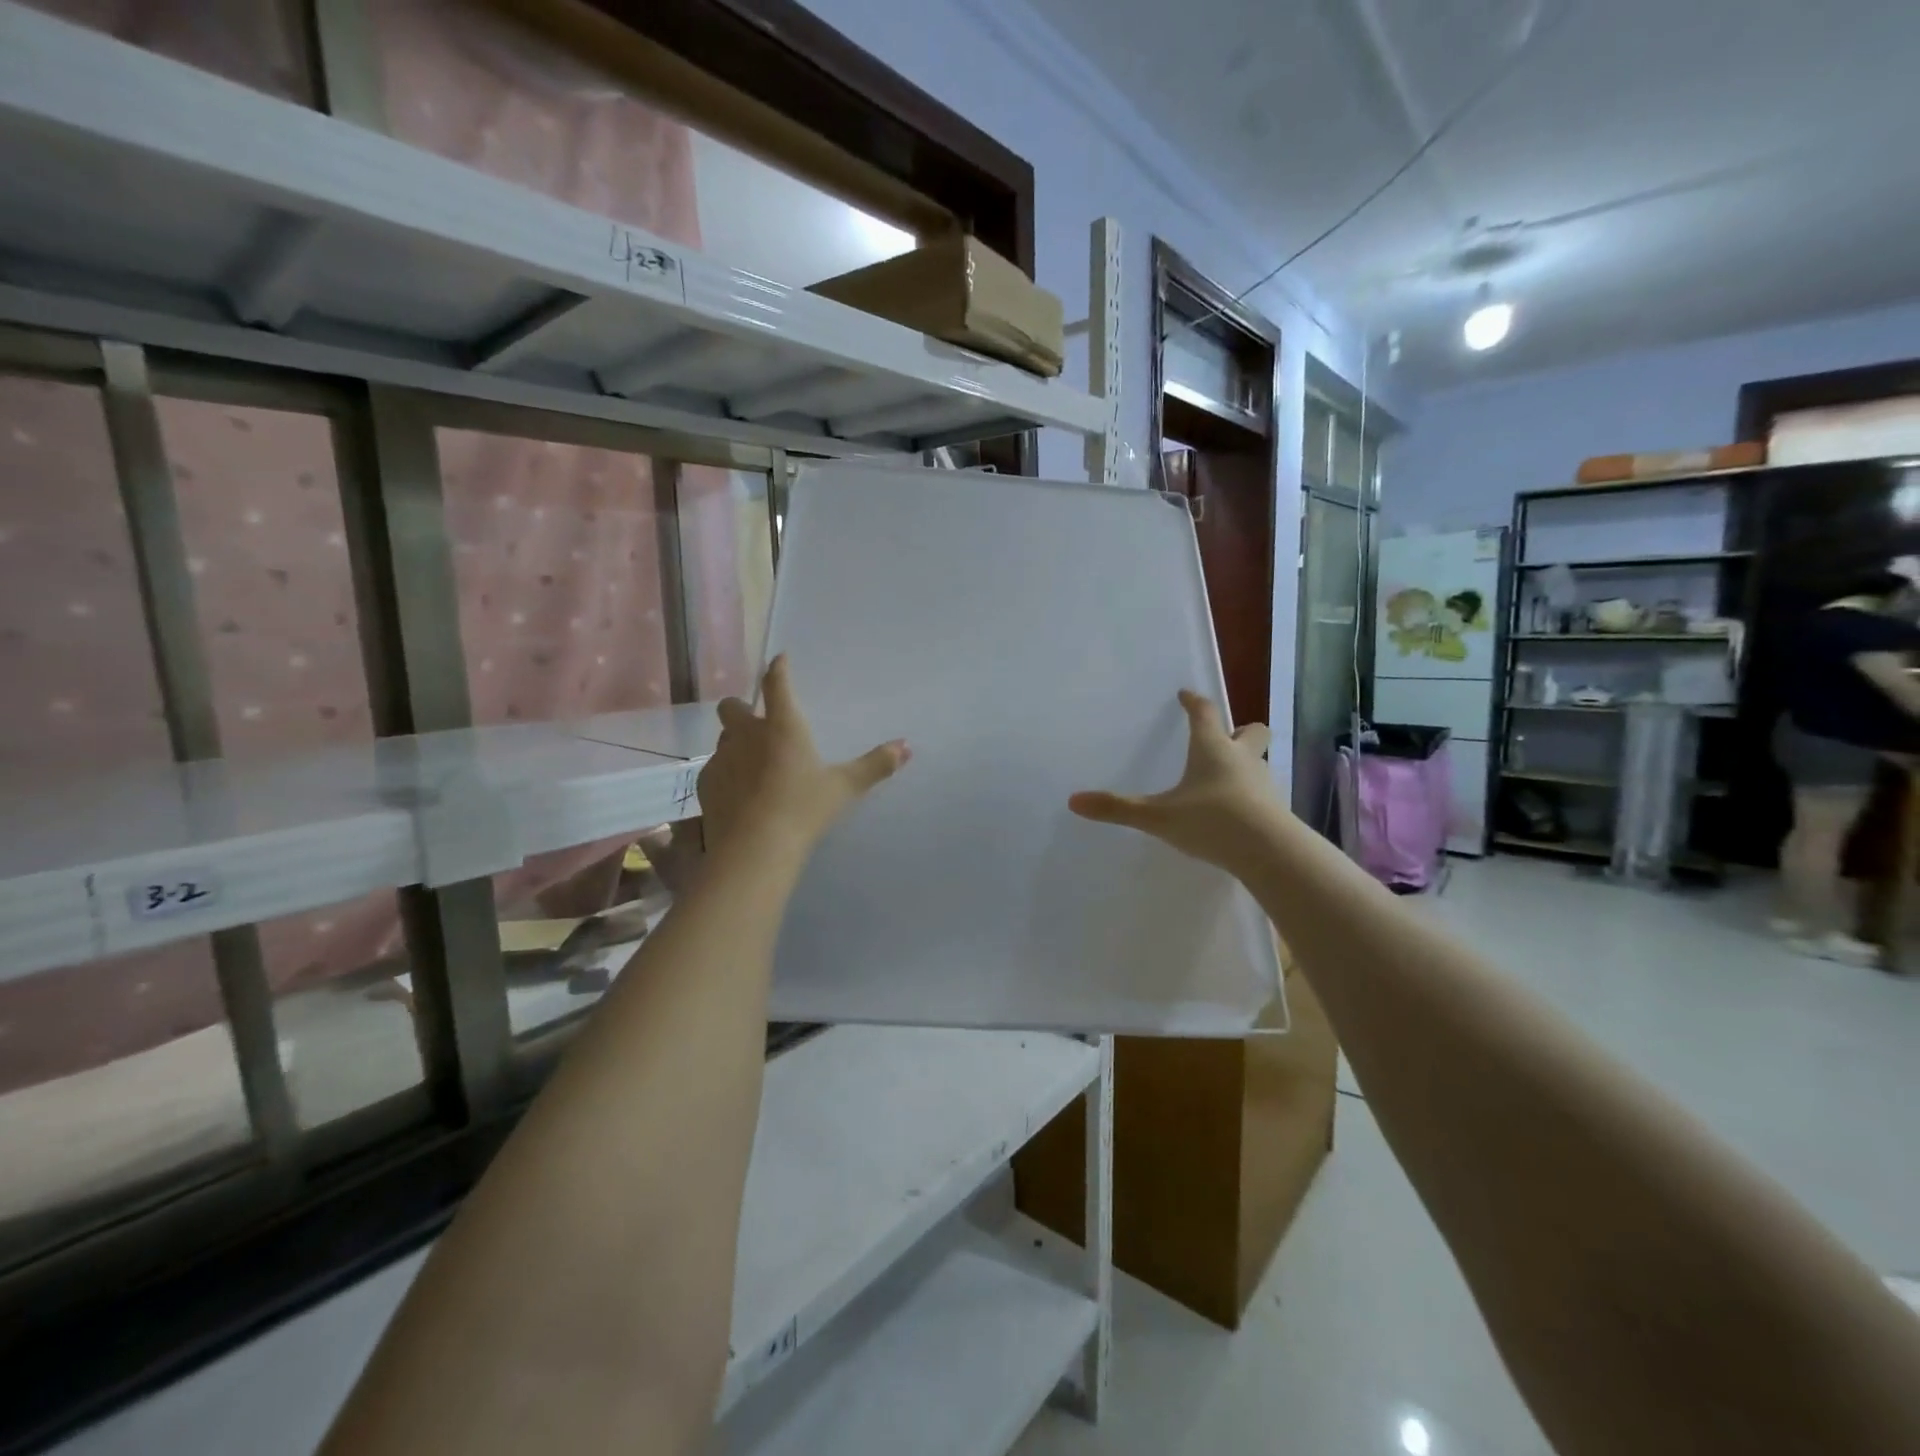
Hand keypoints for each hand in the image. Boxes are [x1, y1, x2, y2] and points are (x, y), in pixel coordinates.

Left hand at [698, 656, 909, 853]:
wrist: (755, 849)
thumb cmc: (803, 809)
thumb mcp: (844, 788)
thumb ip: (875, 765)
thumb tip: (906, 746)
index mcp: (782, 726)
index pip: (776, 684)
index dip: (778, 669)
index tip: (779, 660)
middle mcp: (747, 734)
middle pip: (732, 707)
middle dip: (742, 709)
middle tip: (758, 724)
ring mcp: (721, 759)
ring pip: (723, 739)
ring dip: (735, 743)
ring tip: (752, 764)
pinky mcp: (705, 785)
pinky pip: (714, 769)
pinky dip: (726, 774)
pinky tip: (739, 794)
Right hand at [1069, 690, 1277, 873]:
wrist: (1269, 852)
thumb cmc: (1211, 821)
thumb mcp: (1158, 816)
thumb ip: (1117, 808)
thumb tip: (1073, 801)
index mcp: (1212, 749)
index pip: (1205, 713)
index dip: (1194, 703)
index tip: (1186, 695)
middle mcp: (1242, 758)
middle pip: (1251, 731)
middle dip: (1238, 730)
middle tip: (1223, 737)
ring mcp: (1263, 783)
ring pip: (1259, 762)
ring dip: (1245, 763)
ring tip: (1225, 779)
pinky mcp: (1276, 809)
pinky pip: (1263, 791)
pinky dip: (1250, 794)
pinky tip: (1236, 811)